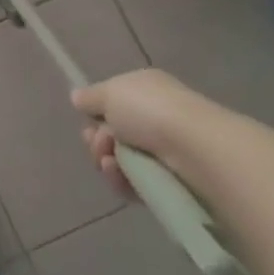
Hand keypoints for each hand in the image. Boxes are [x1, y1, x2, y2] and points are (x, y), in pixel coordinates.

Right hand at [71, 69, 225, 197]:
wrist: (196, 150)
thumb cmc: (151, 111)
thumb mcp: (110, 92)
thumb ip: (90, 97)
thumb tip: (77, 98)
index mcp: (146, 90)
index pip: (113, 103)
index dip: (96, 113)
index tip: (87, 120)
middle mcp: (156, 118)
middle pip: (113, 133)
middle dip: (98, 140)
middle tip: (100, 144)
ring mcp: (166, 152)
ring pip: (121, 160)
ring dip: (107, 161)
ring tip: (110, 163)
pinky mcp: (170, 183)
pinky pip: (135, 184)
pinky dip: (121, 181)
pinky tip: (118, 176)